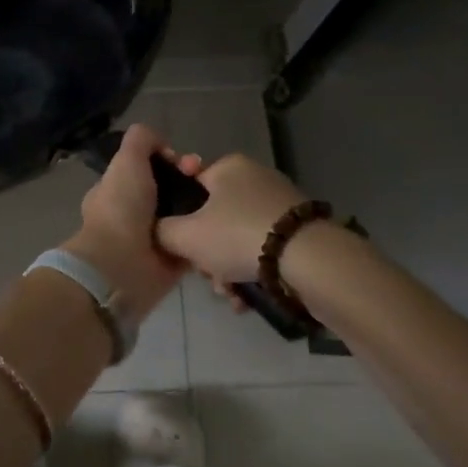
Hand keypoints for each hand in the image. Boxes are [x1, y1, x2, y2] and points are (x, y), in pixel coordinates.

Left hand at [63, 123, 200, 323]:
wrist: (123, 266)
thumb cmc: (121, 209)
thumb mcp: (126, 161)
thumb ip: (141, 140)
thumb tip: (163, 146)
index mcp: (117, 189)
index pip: (147, 169)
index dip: (168, 160)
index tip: (185, 162)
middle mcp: (134, 213)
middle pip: (169, 190)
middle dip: (190, 181)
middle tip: (206, 180)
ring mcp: (153, 238)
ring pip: (184, 215)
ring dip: (201, 207)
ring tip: (219, 201)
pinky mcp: (172, 262)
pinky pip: (194, 243)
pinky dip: (206, 235)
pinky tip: (222, 224)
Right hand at [152, 152, 306, 292]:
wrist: (310, 259)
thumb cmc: (238, 236)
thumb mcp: (186, 236)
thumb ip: (162, 231)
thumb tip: (158, 231)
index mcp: (228, 167)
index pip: (191, 185)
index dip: (180, 216)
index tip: (182, 243)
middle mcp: (255, 178)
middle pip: (214, 218)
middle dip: (206, 254)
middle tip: (207, 277)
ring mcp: (280, 204)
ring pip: (238, 238)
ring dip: (227, 269)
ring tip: (231, 295)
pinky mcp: (299, 230)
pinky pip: (263, 249)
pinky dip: (252, 272)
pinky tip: (248, 299)